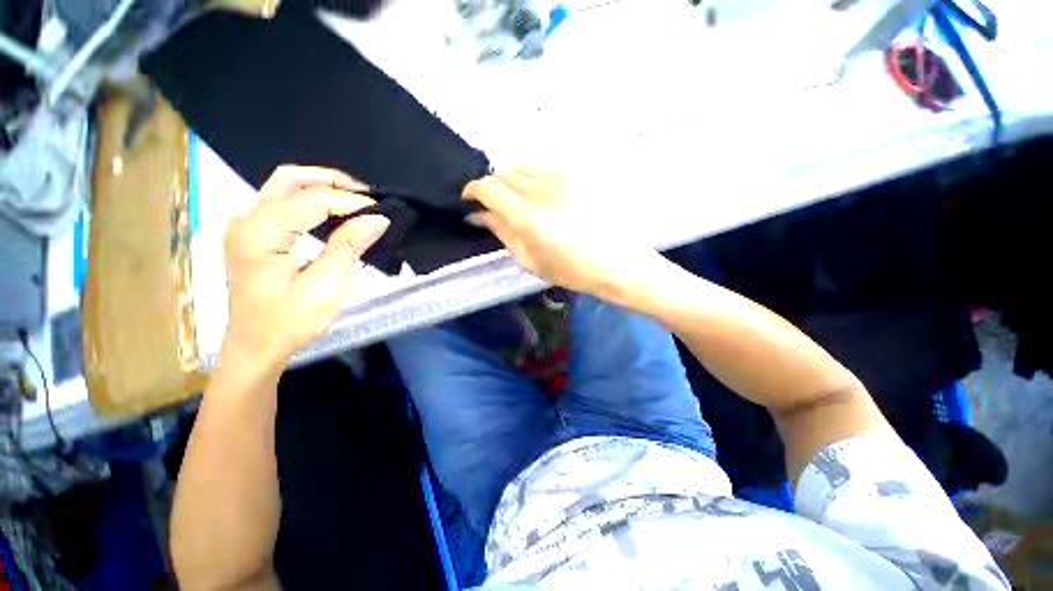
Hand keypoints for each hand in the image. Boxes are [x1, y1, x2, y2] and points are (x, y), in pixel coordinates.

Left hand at [222, 165, 388, 366]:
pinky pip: (282, 203)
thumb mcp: (325, 286)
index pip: (310, 200)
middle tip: (366, 196)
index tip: (380, 210)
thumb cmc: (290, 322)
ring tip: (355, 202)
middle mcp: (246, 221)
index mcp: (259, 233)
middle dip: (331, 181)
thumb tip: (377, 218)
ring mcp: (245, 226)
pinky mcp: (252, 235)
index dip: (349, 200)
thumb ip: (348, 246)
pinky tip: (332, 214)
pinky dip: (310, 201)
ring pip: (284, 187)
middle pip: (289, 179)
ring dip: (321, 188)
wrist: (256, 347)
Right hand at [464, 168, 659, 298]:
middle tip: (498, 206)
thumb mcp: (530, 261)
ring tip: (523, 201)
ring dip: (515, 181)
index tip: (471, 200)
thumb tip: (479, 215)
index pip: (489, 187)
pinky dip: (536, 179)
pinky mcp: (580, 173)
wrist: (619, 262)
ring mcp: (565, 177)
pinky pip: (546, 167)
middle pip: (505, 171)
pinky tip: (546, 197)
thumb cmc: (573, 271)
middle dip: (495, 187)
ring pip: (525, 166)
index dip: (473, 190)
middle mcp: (544, 189)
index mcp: (529, 217)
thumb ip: (502, 233)